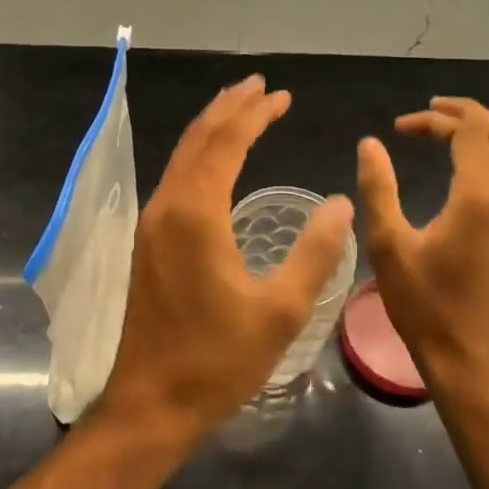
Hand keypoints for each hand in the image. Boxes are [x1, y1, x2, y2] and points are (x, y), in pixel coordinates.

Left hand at [97, 76, 354, 446]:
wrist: (151, 402)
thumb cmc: (218, 360)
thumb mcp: (280, 310)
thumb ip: (315, 253)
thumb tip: (340, 203)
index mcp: (196, 213)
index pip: (226, 142)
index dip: (255, 114)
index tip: (281, 95)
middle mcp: (167, 206)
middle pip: (198, 139)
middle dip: (230, 108)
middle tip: (260, 86)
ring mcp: (152, 223)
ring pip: (182, 157)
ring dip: (212, 129)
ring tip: (240, 109)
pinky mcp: (148, 242)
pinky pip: (175, 179)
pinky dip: (199, 156)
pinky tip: (215, 162)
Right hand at [357, 97, 488, 395]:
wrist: (470, 359)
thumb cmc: (424, 304)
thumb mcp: (388, 244)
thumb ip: (378, 188)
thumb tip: (370, 144)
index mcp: (478, 197)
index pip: (469, 132)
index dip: (435, 119)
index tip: (399, 128)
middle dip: (465, 114)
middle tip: (427, 113)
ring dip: (484, 133)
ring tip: (446, 130)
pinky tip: (464, 167)